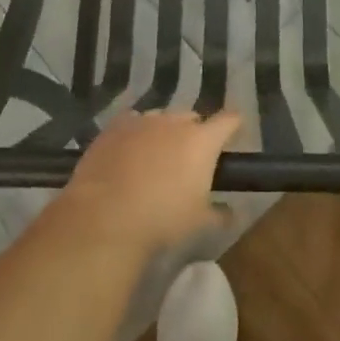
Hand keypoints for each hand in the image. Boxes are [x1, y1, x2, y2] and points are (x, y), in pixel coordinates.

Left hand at [58, 110, 243, 254]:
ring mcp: (143, 121)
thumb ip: (219, 214)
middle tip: (189, 159)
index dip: (233, 125)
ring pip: (161, 119)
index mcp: (202, 141)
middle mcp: (175, 122)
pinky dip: (136, 133)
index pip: (229, 120)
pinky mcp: (115, 126)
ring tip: (156, 158)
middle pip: (193, 118)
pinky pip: (132, 122)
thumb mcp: (199, 223)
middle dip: (195, 133)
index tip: (233, 133)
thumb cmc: (162, 219)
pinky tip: (128, 152)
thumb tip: (231, 213)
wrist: (106, 216)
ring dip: (164, 133)